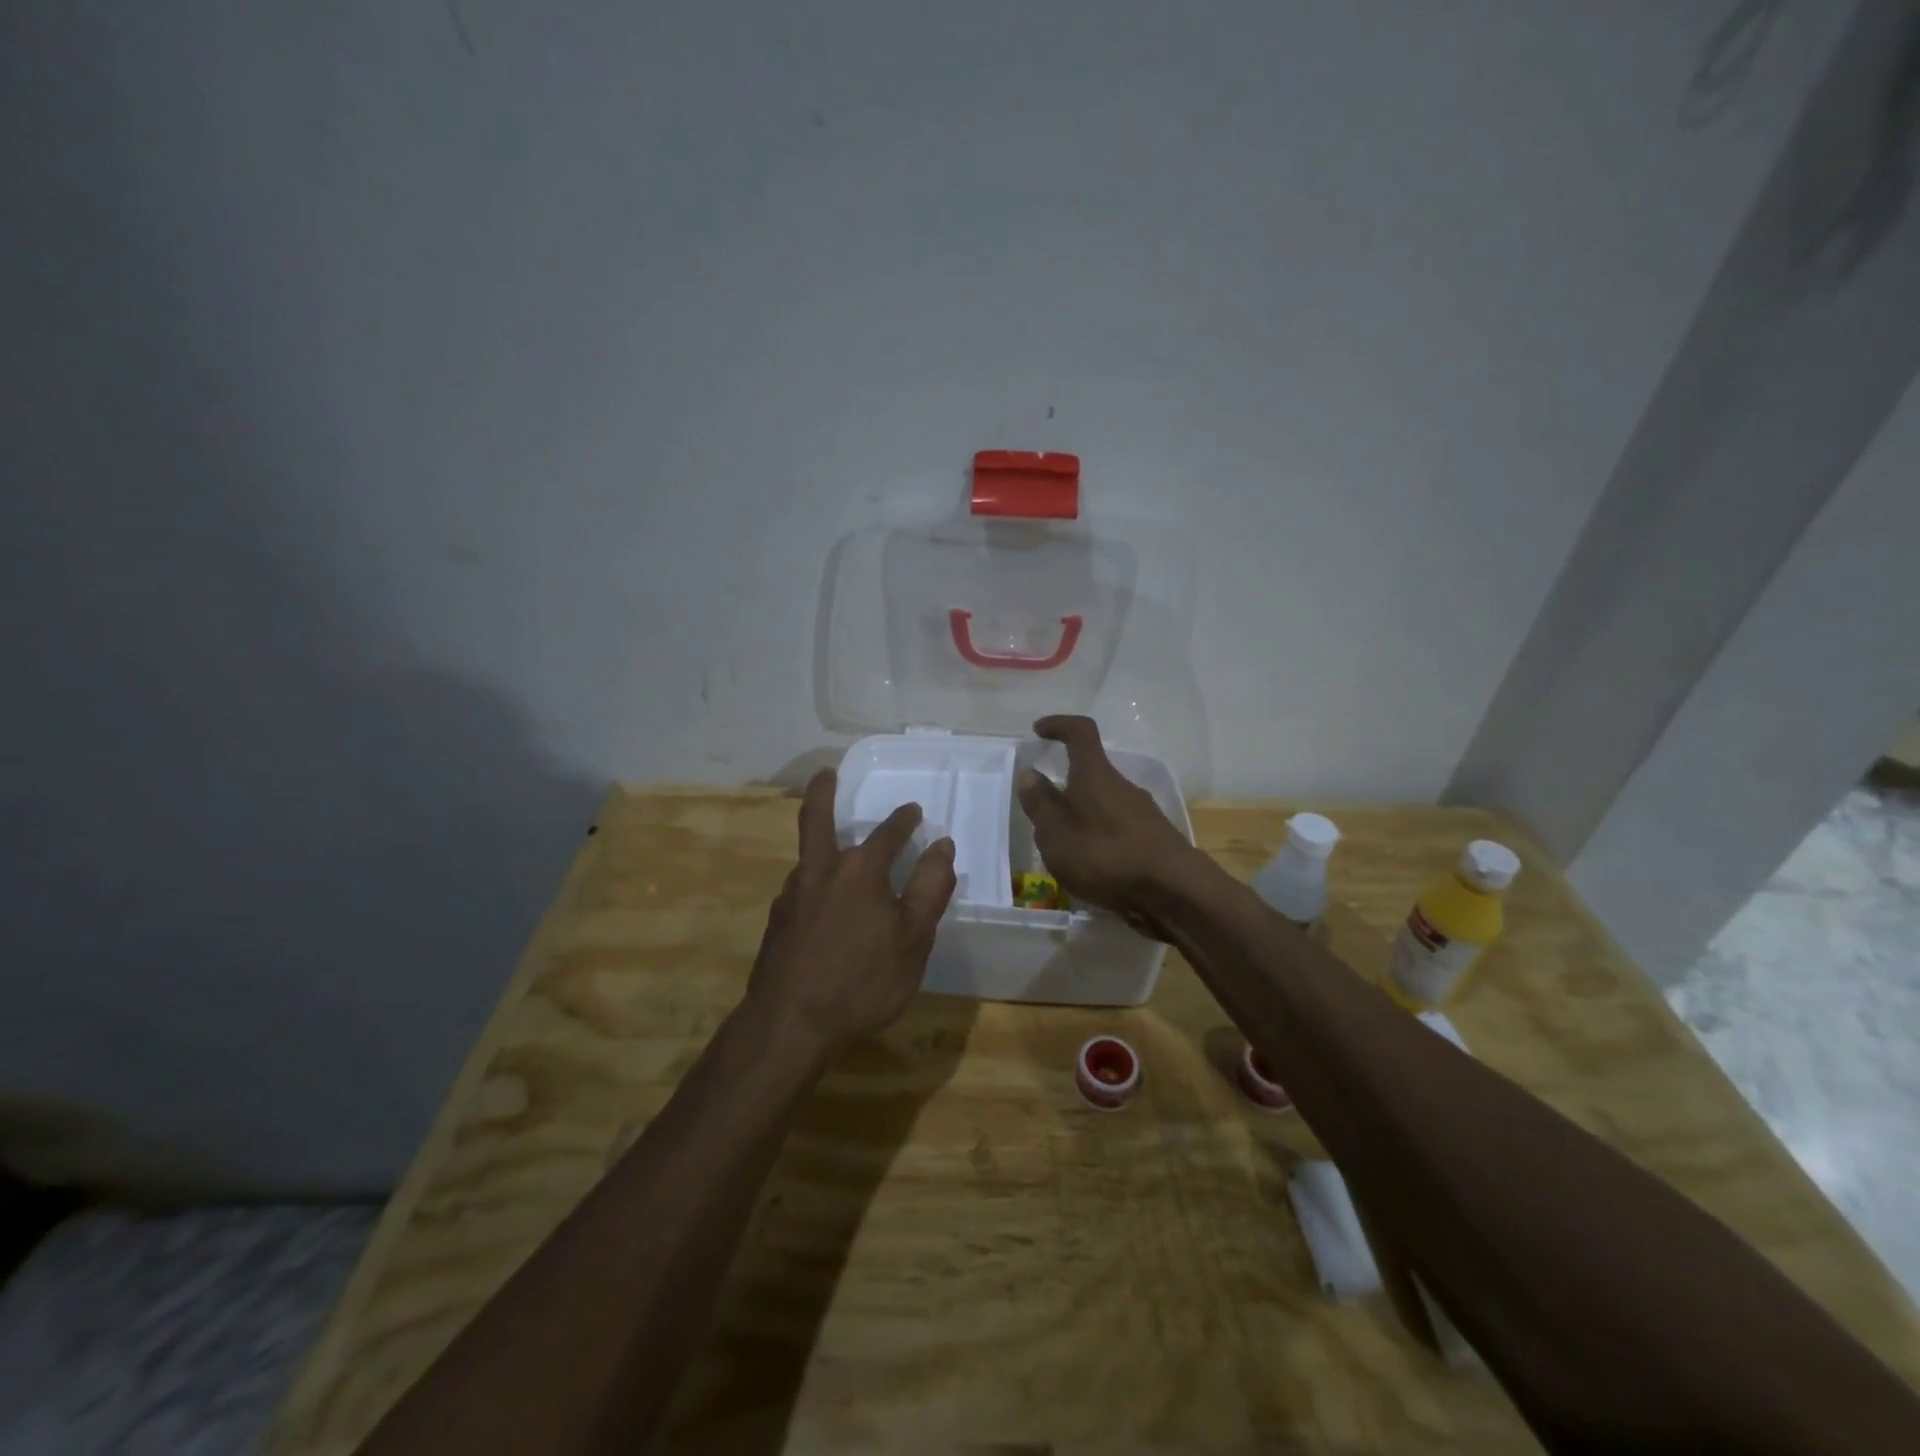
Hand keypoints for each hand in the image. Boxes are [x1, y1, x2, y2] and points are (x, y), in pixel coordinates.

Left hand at [746, 769, 957, 1061]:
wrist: (789, 1024)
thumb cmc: (862, 981)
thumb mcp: (913, 939)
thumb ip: (930, 889)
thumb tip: (942, 846)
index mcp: (860, 871)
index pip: (887, 834)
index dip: (903, 821)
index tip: (913, 811)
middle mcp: (821, 871)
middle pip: (816, 819)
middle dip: (822, 792)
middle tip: (826, 773)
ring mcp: (792, 895)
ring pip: (809, 858)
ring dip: (822, 845)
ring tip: (838, 851)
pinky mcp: (777, 921)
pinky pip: (802, 889)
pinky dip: (816, 882)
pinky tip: (824, 905)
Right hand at [1015, 715, 1197, 934]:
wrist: (1174, 891)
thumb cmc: (1106, 856)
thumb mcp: (1057, 834)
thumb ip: (1040, 804)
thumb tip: (1029, 773)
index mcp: (1095, 775)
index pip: (1080, 732)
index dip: (1059, 725)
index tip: (1039, 731)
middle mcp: (1122, 784)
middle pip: (1090, 773)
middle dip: (1065, 788)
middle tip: (1043, 816)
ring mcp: (1142, 811)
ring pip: (1103, 803)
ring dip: (1082, 817)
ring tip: (1065, 851)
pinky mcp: (1154, 837)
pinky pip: (1118, 827)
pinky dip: (1100, 838)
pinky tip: (1093, 868)